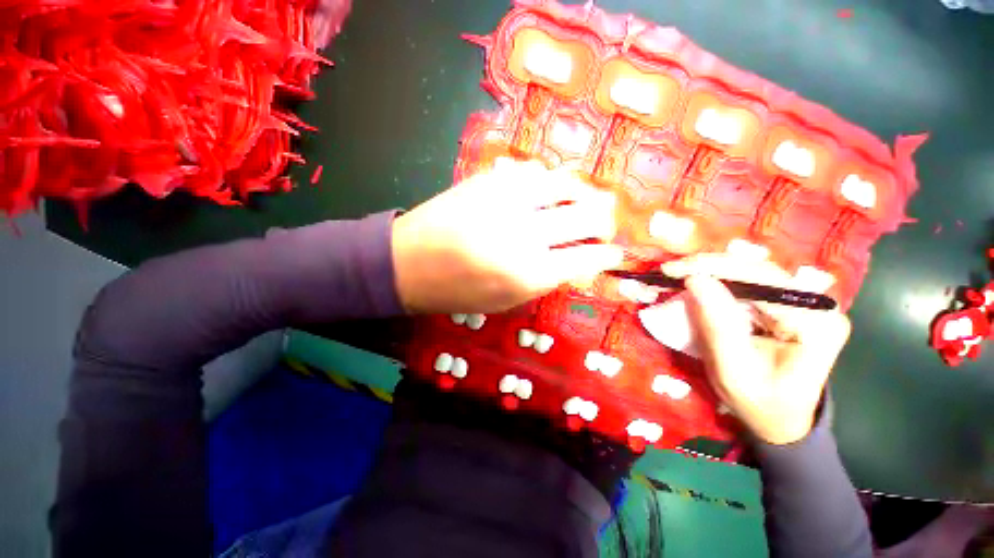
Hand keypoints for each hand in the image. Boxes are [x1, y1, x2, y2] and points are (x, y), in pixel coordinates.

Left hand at [391, 158, 622, 313]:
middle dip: (605, 222)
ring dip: (583, 195)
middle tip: (602, 227)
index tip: (612, 254)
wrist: (409, 262)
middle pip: (590, 215)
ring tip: (579, 206)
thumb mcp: (508, 299)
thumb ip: (548, 279)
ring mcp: (508, 199)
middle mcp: (526, 232)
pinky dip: (549, 182)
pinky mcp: (491, 178)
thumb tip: (581, 260)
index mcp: (531, 273)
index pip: (589, 256)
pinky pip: (536, 171)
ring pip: (568, 183)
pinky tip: (545, 193)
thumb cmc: (459, 291)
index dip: (608, 254)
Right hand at [663, 254, 850, 444]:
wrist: (781, 420)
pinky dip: (720, 281)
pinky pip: (751, 284)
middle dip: (710, 266)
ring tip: (679, 272)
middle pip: (758, 270)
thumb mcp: (733, 372)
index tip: (673, 270)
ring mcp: (805, 302)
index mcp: (815, 324)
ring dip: (712, 271)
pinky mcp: (789, 305)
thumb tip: (694, 280)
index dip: (714, 269)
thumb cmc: (760, 404)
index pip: (762, 279)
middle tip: (671, 269)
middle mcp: (816, 305)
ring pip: (753, 272)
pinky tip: (698, 281)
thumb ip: (716, 326)